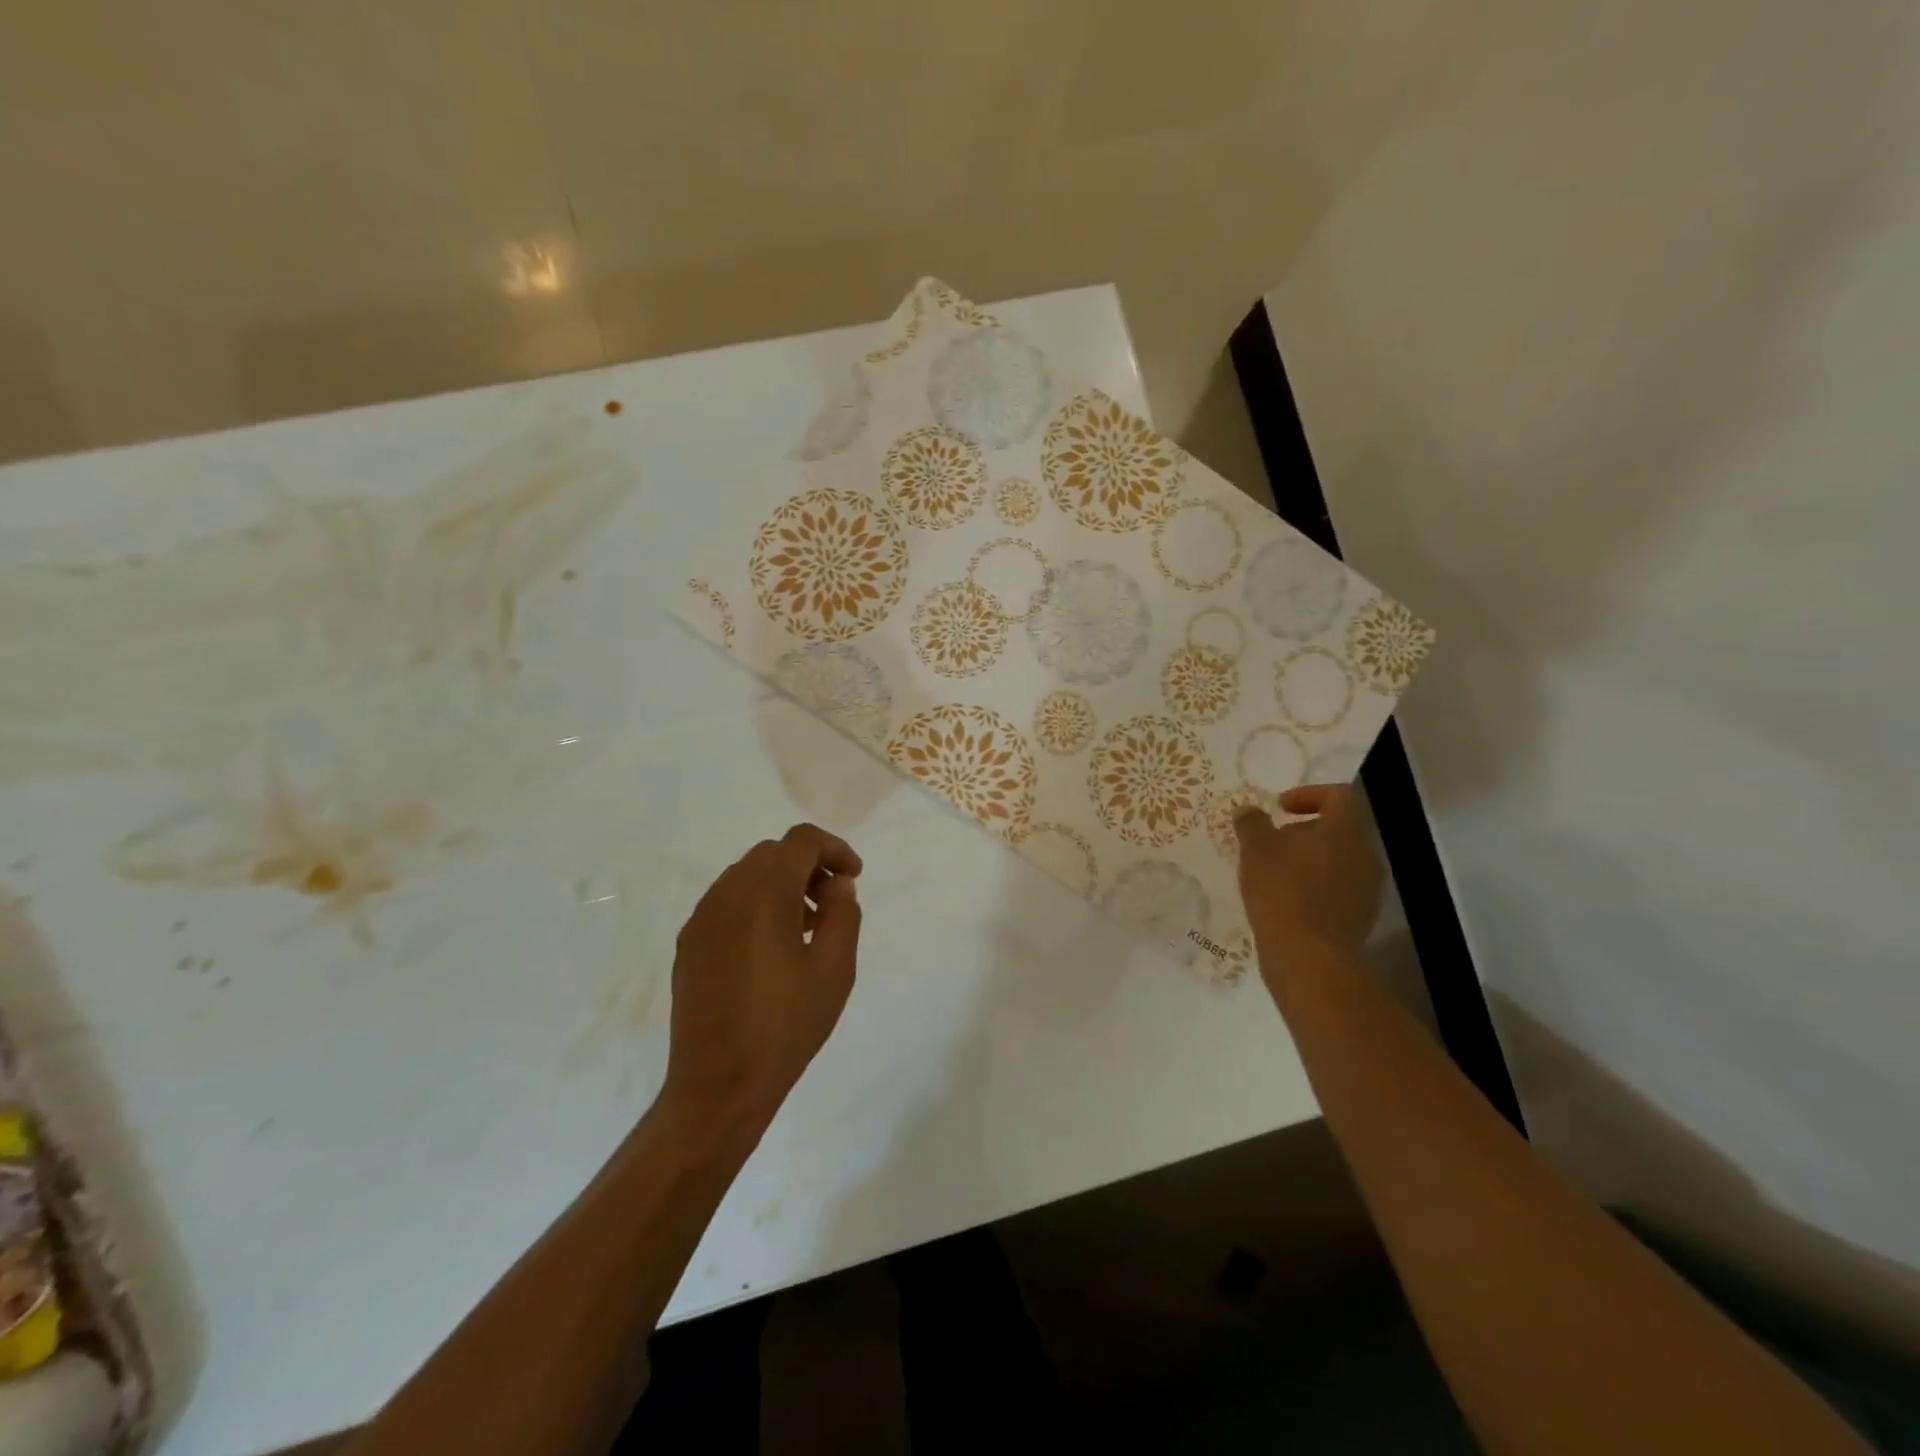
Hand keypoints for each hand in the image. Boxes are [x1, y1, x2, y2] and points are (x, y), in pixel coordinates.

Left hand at [662, 823, 862, 1133]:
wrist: (719, 1085)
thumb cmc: (786, 1025)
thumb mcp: (834, 970)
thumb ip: (843, 914)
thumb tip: (837, 885)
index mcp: (764, 894)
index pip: (801, 841)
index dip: (834, 848)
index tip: (854, 878)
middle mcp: (726, 895)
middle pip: (772, 854)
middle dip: (808, 866)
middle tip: (833, 903)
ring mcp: (701, 920)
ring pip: (746, 876)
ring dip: (781, 885)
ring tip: (806, 928)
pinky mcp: (689, 946)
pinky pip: (726, 904)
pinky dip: (755, 906)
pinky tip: (771, 949)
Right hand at [1235, 785, 1382, 969]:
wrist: (1308, 956)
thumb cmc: (1282, 889)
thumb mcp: (1256, 848)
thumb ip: (1252, 823)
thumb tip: (1250, 811)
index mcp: (1345, 830)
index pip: (1338, 796)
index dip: (1308, 795)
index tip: (1279, 809)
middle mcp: (1365, 854)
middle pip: (1339, 828)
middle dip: (1305, 830)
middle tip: (1272, 841)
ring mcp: (1367, 888)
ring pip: (1339, 860)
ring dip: (1309, 859)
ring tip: (1275, 872)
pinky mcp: (1361, 917)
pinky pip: (1338, 889)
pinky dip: (1315, 886)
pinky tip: (1286, 900)